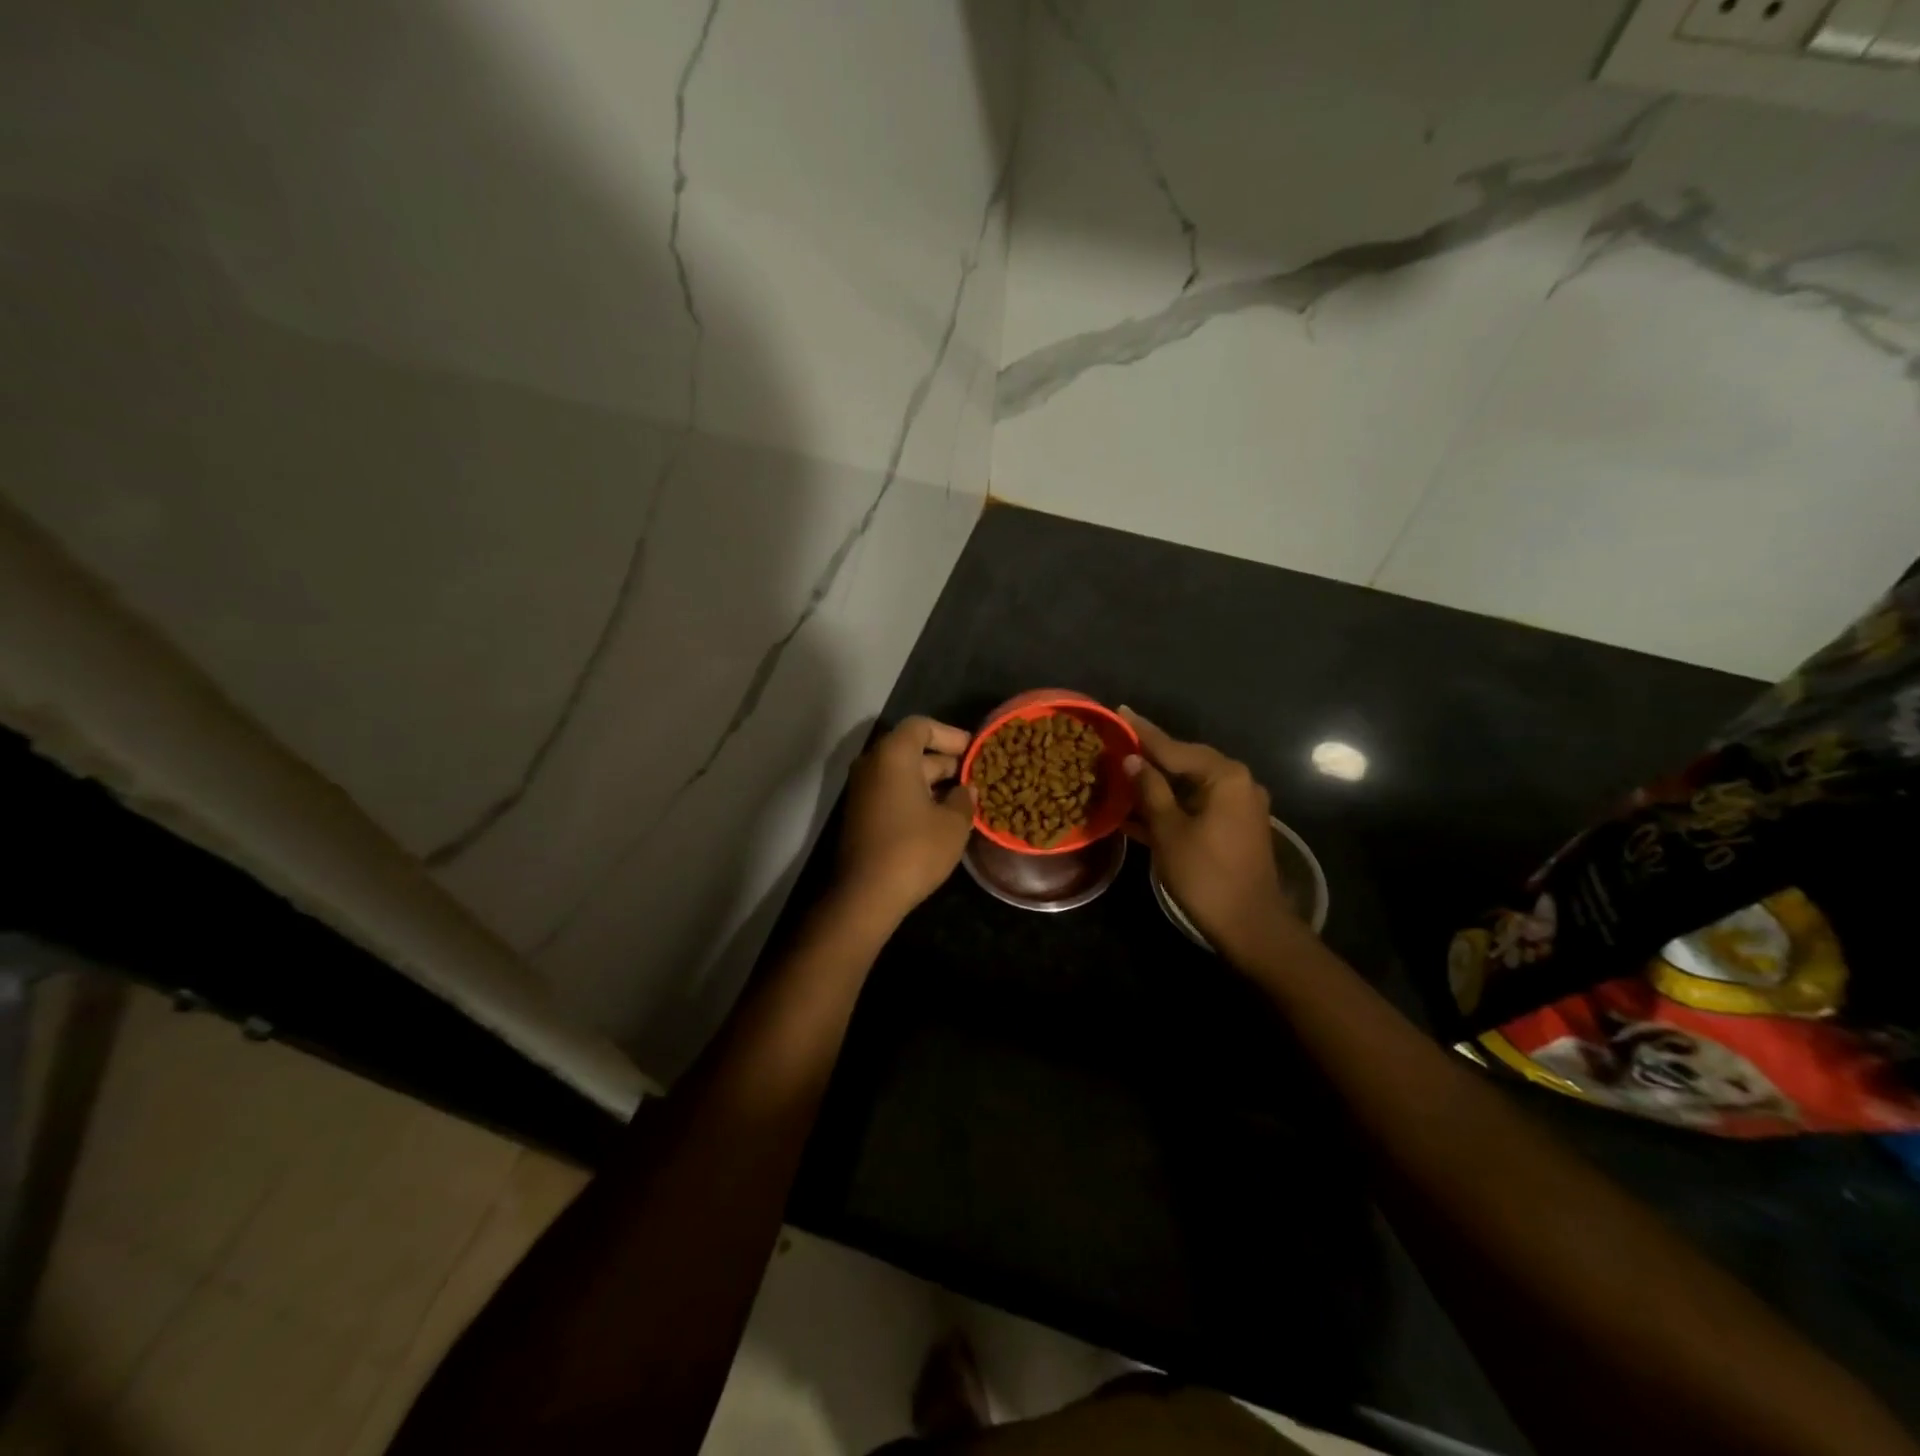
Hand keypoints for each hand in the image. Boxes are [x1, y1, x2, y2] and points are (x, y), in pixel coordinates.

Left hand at [835, 716, 976, 923]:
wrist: (866, 895)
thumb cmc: (914, 850)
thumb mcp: (953, 824)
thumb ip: (963, 799)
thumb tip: (965, 790)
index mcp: (893, 755)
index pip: (922, 726)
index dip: (950, 735)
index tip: (973, 751)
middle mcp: (872, 764)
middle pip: (911, 749)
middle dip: (944, 760)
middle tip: (974, 776)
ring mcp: (862, 790)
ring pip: (901, 773)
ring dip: (931, 781)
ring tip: (962, 798)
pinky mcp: (860, 814)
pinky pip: (891, 791)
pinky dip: (914, 796)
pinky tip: (939, 816)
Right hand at [1120, 707, 1300, 962]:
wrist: (1251, 925)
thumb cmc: (1206, 875)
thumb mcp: (1169, 830)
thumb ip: (1150, 790)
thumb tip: (1133, 760)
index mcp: (1224, 777)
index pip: (1174, 747)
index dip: (1143, 732)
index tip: (1120, 711)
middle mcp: (1237, 783)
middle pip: (1185, 761)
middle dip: (1151, 755)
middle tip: (1118, 741)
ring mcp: (1238, 806)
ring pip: (1189, 784)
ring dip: (1158, 782)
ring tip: (1123, 771)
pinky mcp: (1234, 827)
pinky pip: (1196, 805)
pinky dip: (1171, 804)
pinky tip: (1139, 808)